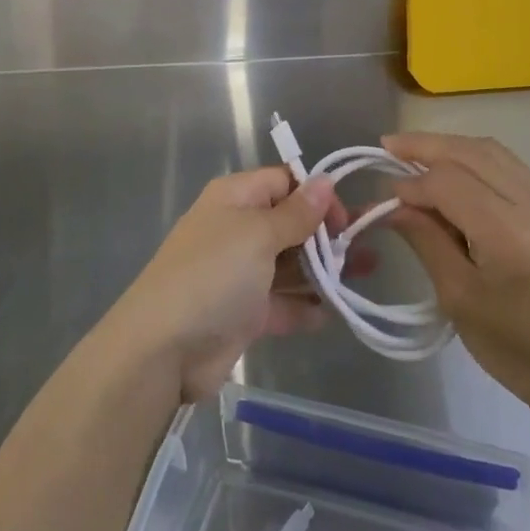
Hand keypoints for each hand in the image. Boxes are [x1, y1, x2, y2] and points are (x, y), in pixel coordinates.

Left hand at [106, 167, 350, 404]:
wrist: (163, 349)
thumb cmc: (214, 275)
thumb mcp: (258, 234)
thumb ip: (296, 213)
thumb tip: (325, 181)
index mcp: (235, 199)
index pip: (283, 182)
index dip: (316, 194)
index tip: (343, 219)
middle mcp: (238, 230)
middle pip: (290, 223)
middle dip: (327, 234)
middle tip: (366, 249)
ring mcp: (240, 273)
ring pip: (290, 264)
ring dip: (324, 269)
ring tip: (365, 275)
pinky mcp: (243, 313)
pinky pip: (282, 302)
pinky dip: (305, 306)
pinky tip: (335, 312)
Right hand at [384, 133, 529, 422]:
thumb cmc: (515, 348)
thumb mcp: (458, 298)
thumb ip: (425, 240)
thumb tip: (392, 203)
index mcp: (509, 236)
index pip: (450, 183)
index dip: (412, 183)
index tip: (385, 196)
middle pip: (471, 153)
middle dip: (426, 146)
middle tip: (388, 146)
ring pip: (490, 151)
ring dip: (449, 146)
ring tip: (413, 151)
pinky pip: (507, 164)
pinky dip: (472, 157)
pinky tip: (450, 167)